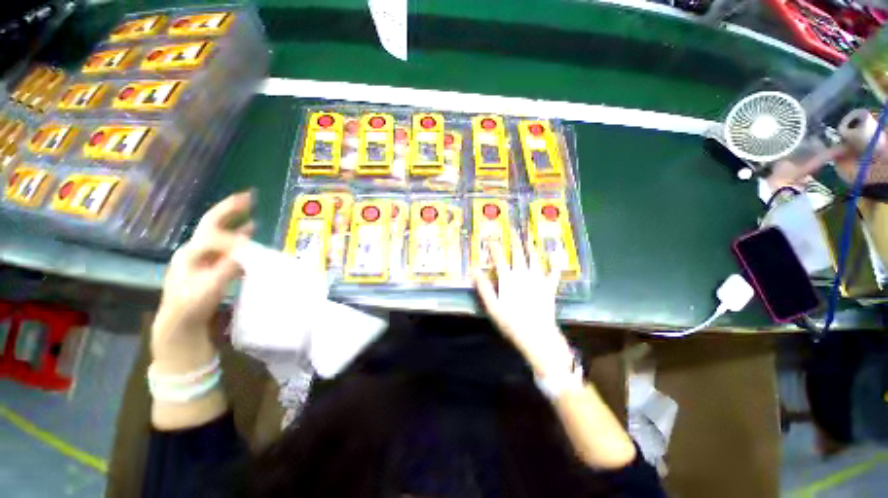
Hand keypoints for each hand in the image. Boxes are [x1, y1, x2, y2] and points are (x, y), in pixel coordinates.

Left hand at [152, 192, 253, 356]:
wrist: (179, 325)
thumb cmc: (190, 307)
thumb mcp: (208, 289)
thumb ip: (226, 269)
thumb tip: (245, 251)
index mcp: (190, 253)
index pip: (214, 235)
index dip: (233, 236)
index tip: (252, 241)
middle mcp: (194, 251)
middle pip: (212, 224)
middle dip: (230, 209)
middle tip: (248, 196)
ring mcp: (202, 259)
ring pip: (220, 235)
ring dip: (235, 222)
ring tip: (251, 212)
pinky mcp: (210, 267)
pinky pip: (226, 248)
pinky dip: (238, 240)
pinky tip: (249, 237)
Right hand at [472, 232, 572, 376]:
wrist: (537, 335)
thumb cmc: (511, 322)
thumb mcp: (492, 306)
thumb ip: (483, 287)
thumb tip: (473, 270)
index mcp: (508, 278)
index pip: (499, 258)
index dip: (494, 247)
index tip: (490, 237)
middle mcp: (523, 274)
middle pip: (518, 253)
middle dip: (514, 241)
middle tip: (513, 229)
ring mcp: (538, 279)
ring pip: (535, 258)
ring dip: (532, 246)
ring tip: (530, 236)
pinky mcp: (549, 287)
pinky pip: (553, 273)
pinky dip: (554, 264)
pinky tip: (556, 255)